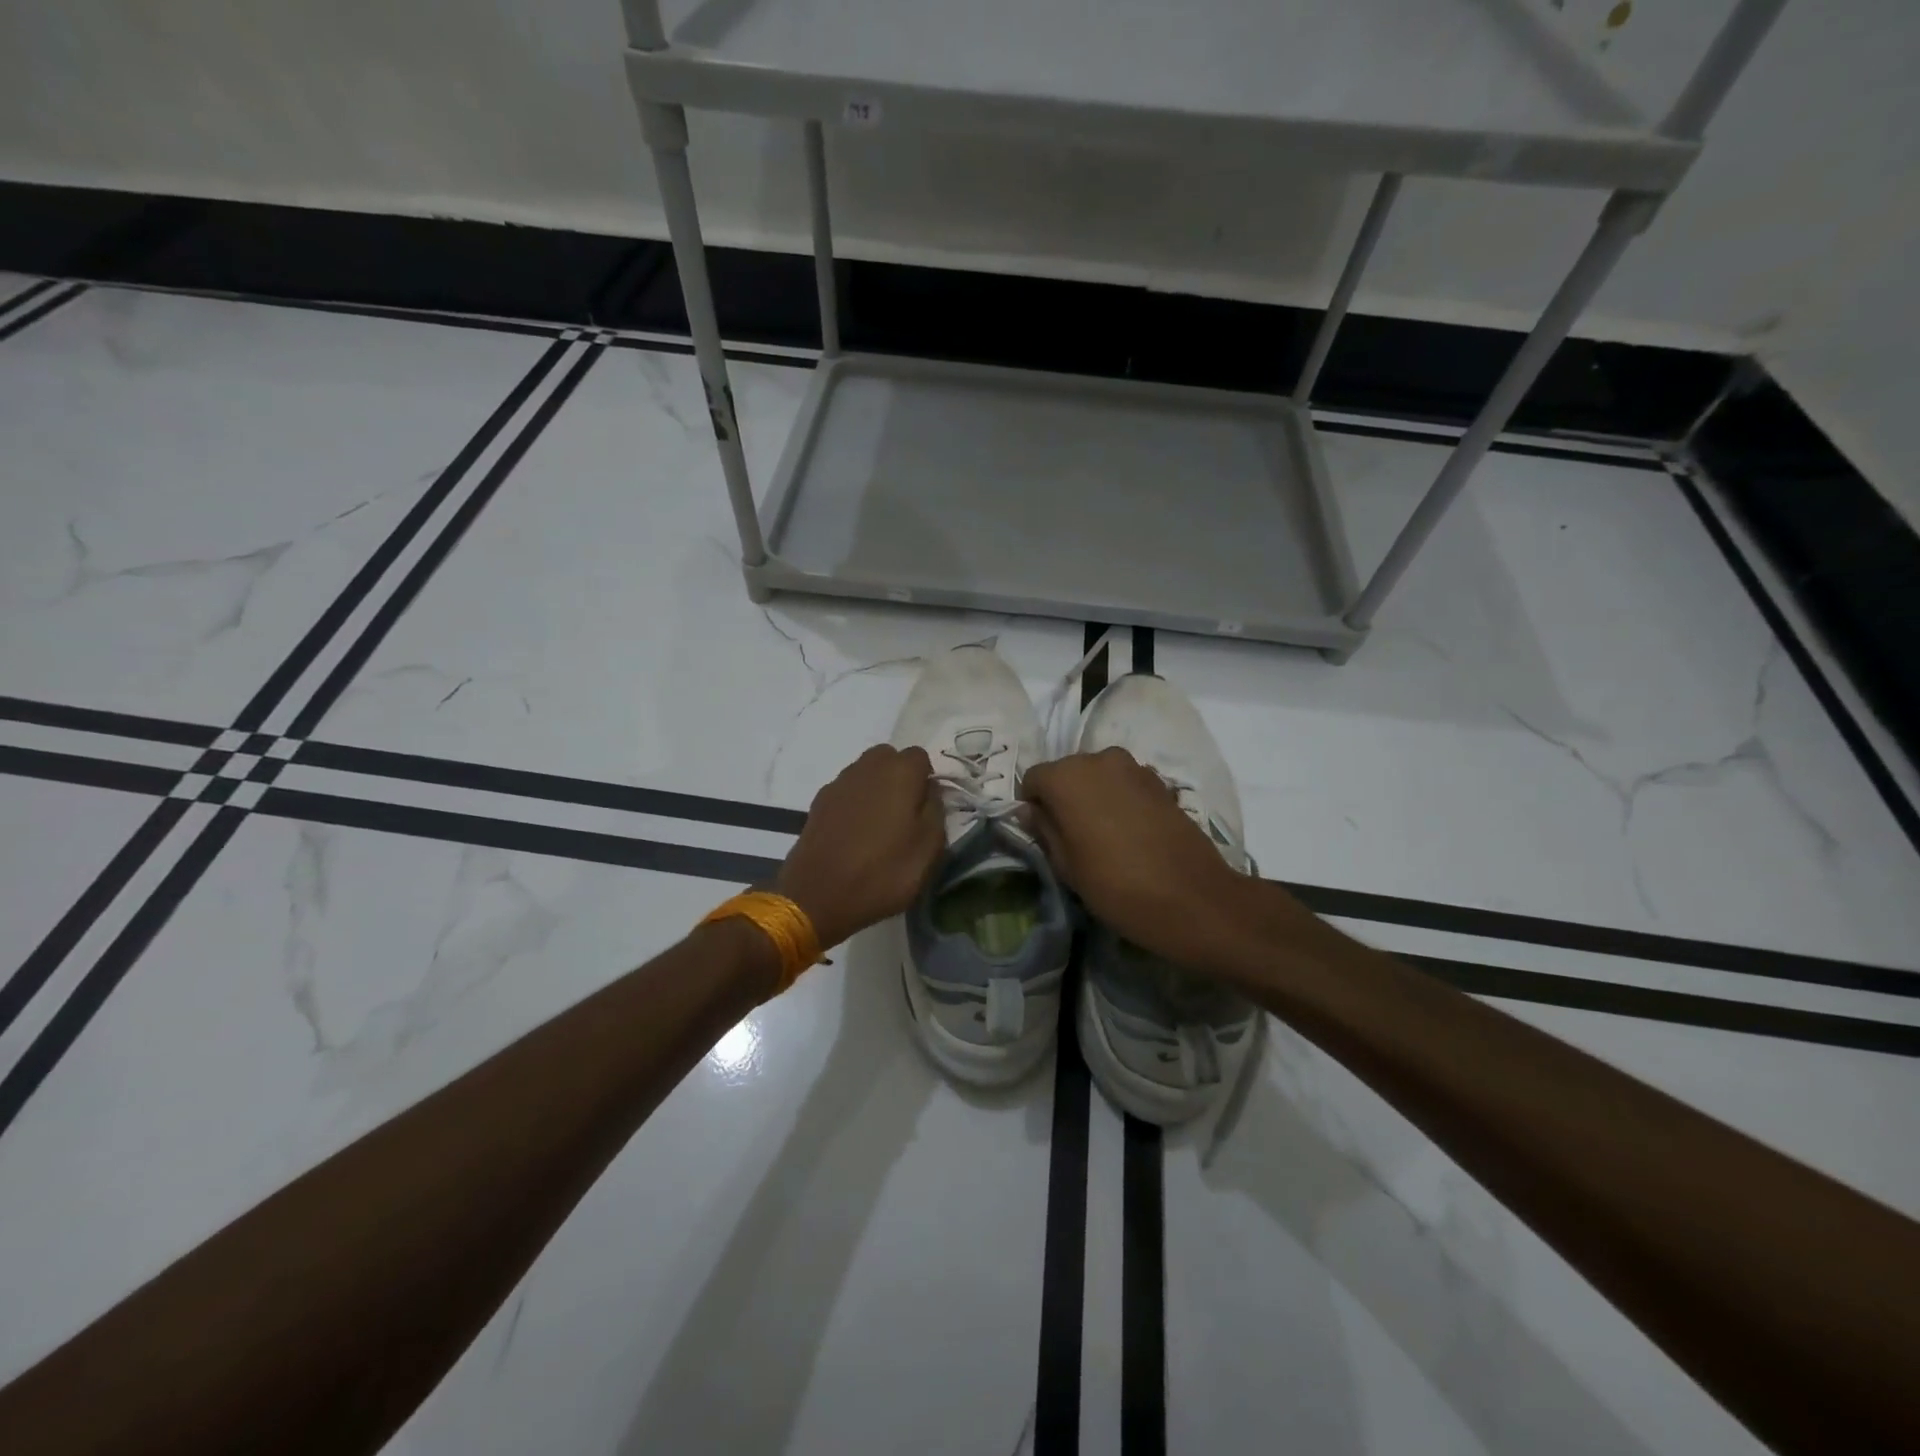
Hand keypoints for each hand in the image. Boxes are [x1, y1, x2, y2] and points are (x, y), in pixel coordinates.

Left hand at [775, 745, 944, 950]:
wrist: (817, 896)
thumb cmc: (883, 872)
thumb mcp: (929, 848)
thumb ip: (936, 810)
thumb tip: (930, 792)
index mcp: (899, 772)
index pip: (921, 756)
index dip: (927, 780)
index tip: (926, 809)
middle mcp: (867, 767)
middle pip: (889, 758)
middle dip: (900, 778)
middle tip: (905, 813)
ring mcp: (838, 783)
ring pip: (865, 773)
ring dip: (876, 789)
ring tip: (879, 826)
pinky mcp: (818, 803)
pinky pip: (846, 792)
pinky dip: (854, 804)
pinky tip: (855, 834)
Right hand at [1022, 747, 1270, 972]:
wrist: (1193, 898)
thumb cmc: (1117, 886)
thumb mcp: (1066, 866)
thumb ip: (1044, 830)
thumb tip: (1032, 812)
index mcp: (1067, 777)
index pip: (1033, 779)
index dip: (1032, 806)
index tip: (1042, 835)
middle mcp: (1099, 759)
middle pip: (1067, 772)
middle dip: (1064, 798)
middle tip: (1072, 837)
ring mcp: (1134, 767)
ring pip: (1098, 777)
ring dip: (1094, 798)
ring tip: (1104, 836)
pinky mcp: (1160, 782)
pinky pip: (1125, 784)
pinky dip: (1121, 800)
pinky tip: (1131, 833)